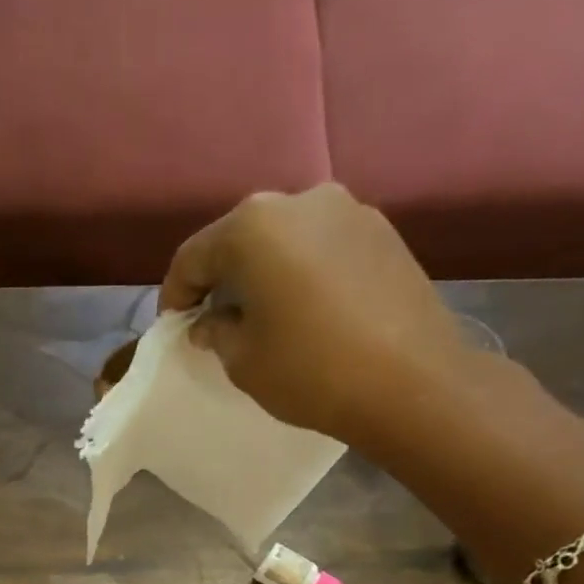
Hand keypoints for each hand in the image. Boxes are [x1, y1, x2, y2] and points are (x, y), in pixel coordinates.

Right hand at [159, 184, 479, 450]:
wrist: (410, 382)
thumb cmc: (310, 371)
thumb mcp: (243, 361)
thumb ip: (215, 331)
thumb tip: (209, 321)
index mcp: (253, 227)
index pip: (193, 255)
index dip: (175, 293)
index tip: (173, 325)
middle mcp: (300, 201)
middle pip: (241, 237)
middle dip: (221, 277)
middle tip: (213, 318)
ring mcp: (348, 210)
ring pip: (285, 239)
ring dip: (264, 272)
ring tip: (261, 315)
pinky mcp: (382, 231)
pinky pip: (322, 247)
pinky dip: (302, 271)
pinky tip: (305, 310)